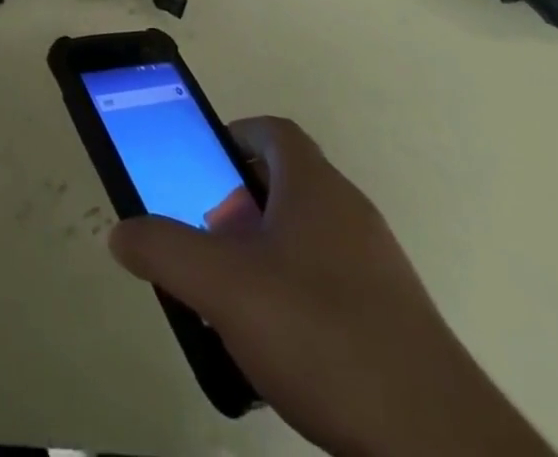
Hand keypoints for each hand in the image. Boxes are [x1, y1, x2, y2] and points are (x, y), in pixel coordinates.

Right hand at [109, 117, 553, 456]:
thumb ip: (166, 251)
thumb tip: (121, 231)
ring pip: (305, 238)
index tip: (199, 168)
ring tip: (231, 301)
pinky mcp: (391, 320)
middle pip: (285, 184)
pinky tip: (277, 351)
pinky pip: (328, 285)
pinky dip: (294, 298)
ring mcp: (375, 267)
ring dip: (263, 255)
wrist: (437, 442)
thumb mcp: (224, 288)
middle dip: (237, 206)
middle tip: (206, 243)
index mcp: (315, 186)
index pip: (271, 131)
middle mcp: (349, 212)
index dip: (231, 138)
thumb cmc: (322, 335)